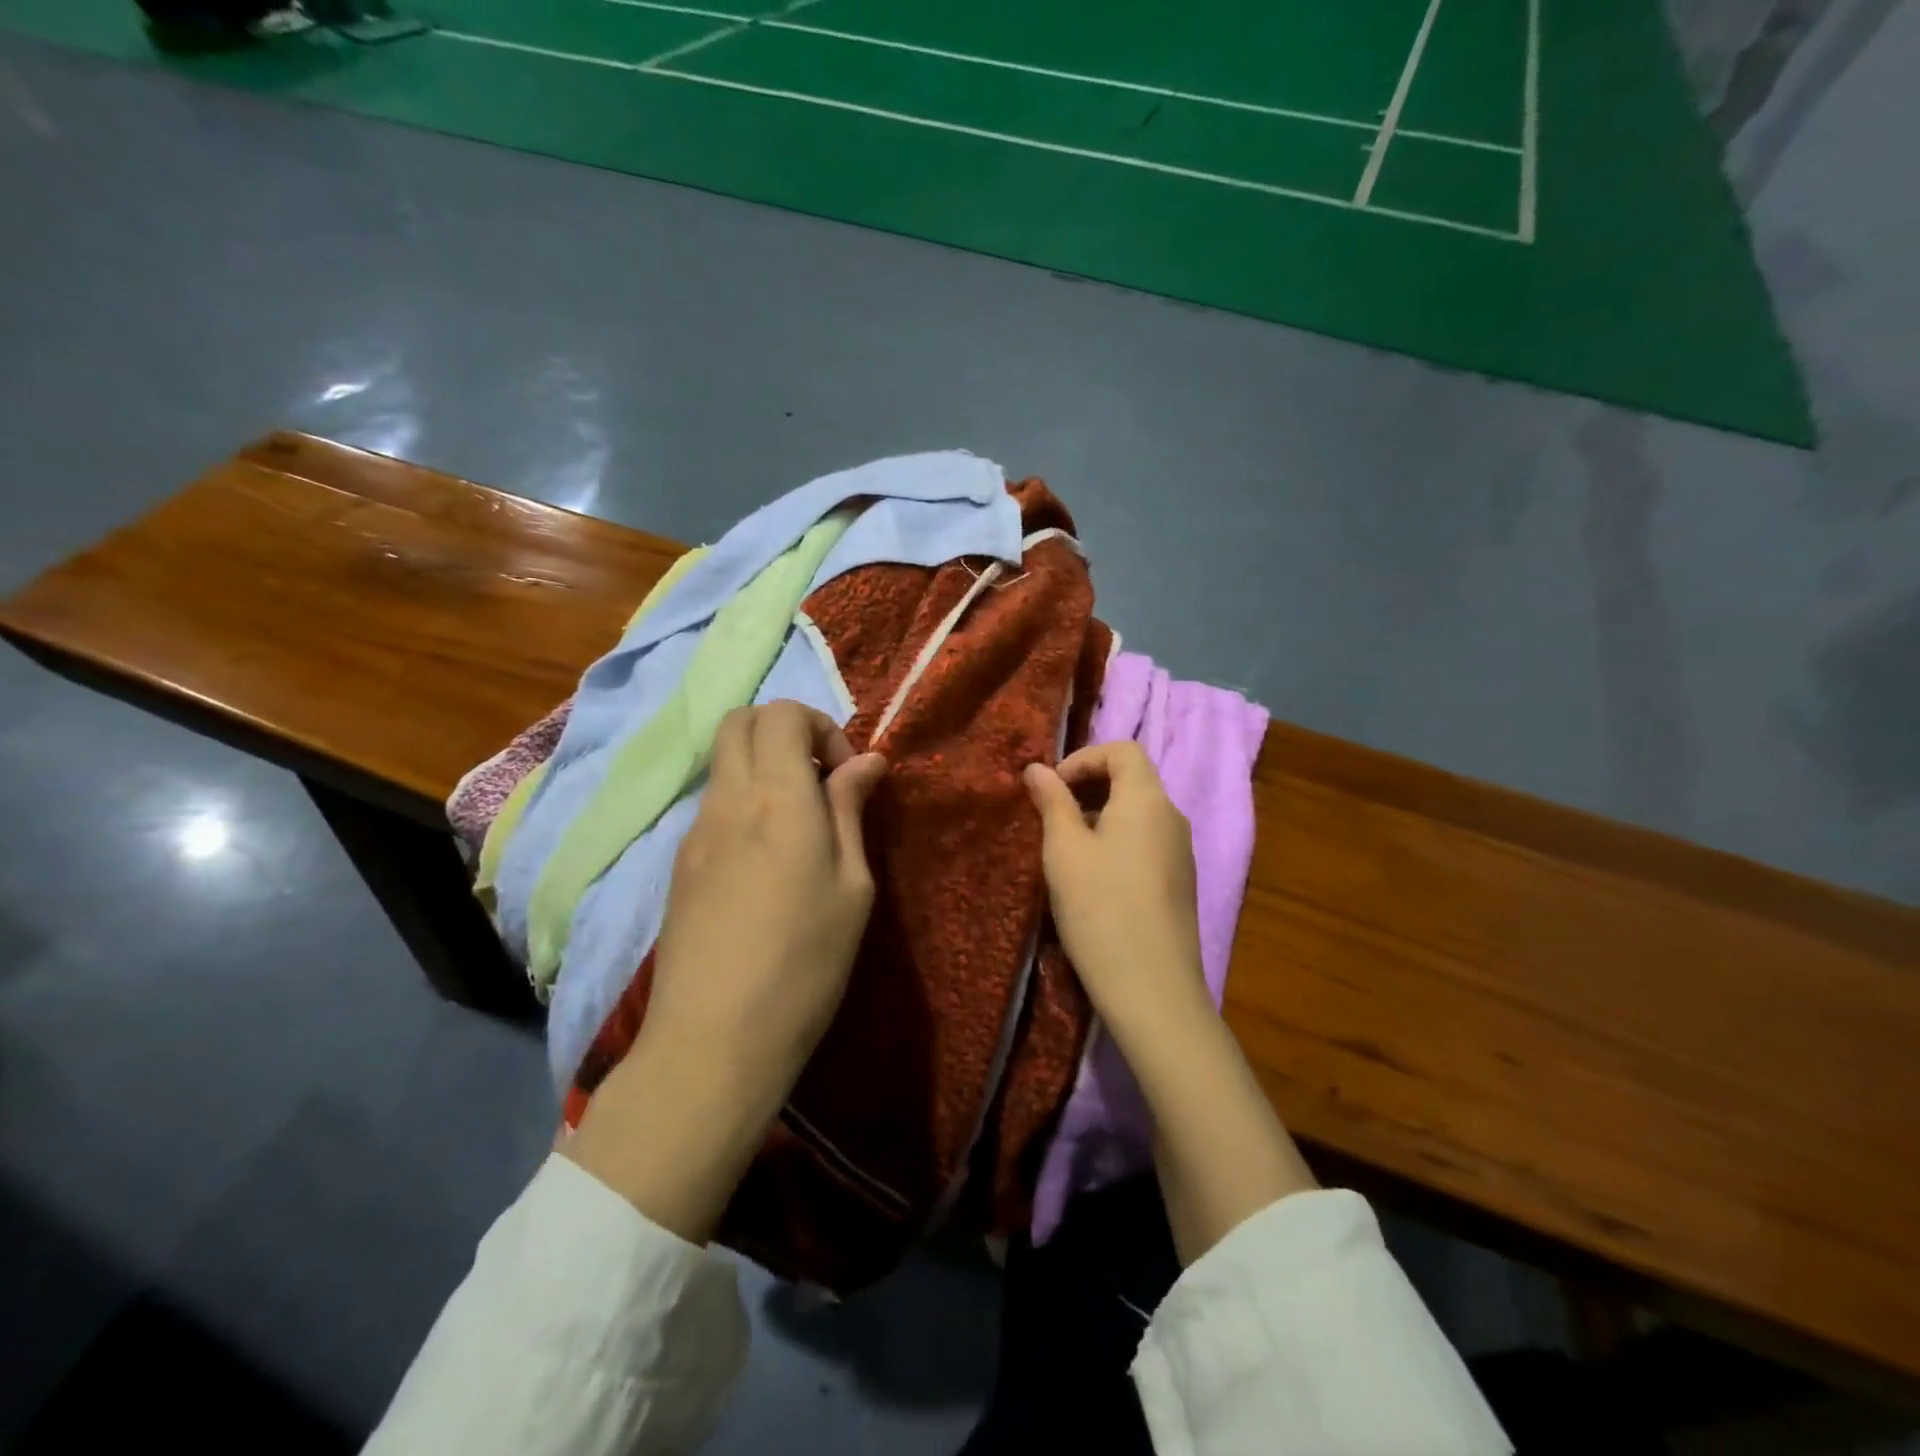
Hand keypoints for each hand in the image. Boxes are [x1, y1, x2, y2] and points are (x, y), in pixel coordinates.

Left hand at [647, 700, 888, 1088]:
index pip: (782, 713)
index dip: (821, 727)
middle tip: (821, 783)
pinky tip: (766, 861)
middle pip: (741, 721)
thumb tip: (866, 762)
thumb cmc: (805, 963)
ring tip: (800, 826)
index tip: (847, 777)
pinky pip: (713, 804)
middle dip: (786, 732)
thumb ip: (850, 811)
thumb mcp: (852, 886)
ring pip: (724, 762)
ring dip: (763, 768)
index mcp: (777, 798)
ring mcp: (695, 831)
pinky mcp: (680, 864)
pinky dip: (744, 802)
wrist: (715, 1040)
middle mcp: (728, 800)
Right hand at [1023, 742, 1210, 1039]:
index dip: (1083, 758)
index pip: (1122, 750)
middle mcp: (1172, 816)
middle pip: (1133, 778)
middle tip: (1051, 815)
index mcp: (1147, 800)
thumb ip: (1052, 803)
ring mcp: (1181, 851)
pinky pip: (1146, 840)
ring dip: (1099, 814)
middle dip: (1088, 785)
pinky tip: (1093, 877)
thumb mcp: (1064, 851)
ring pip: (1138, 812)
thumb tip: (1037, 768)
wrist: (1153, 989)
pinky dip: (1116, 839)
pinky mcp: (1179, 881)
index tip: (1051, 788)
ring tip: (1065, 848)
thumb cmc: (1101, 909)